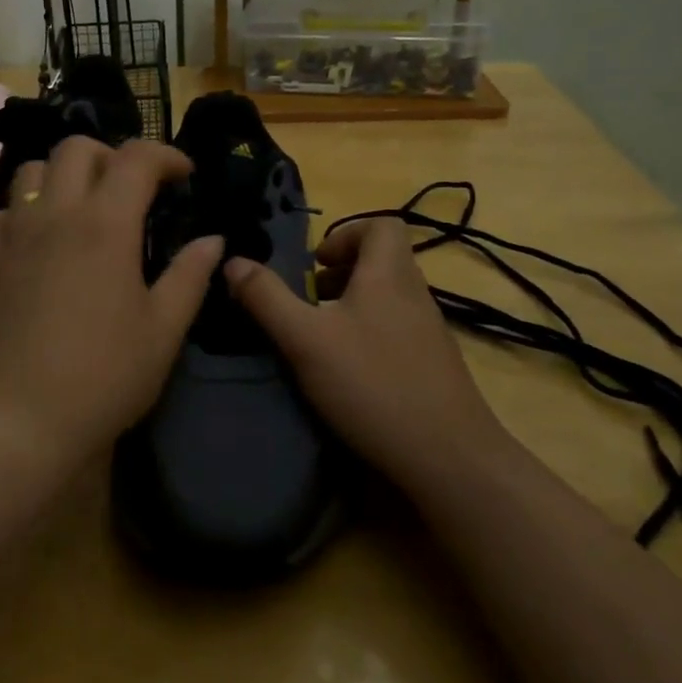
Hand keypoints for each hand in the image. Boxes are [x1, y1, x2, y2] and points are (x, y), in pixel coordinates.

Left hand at [0, 136, 222, 469]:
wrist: (18, 418)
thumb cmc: (103, 376)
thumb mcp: (163, 330)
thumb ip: (190, 276)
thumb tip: (212, 241)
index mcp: (106, 224)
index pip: (137, 158)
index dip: (166, 155)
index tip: (184, 176)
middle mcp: (55, 213)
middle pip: (77, 147)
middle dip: (110, 155)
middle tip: (129, 188)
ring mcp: (12, 234)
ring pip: (31, 170)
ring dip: (61, 176)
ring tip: (78, 208)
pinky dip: (18, 214)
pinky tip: (31, 242)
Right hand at [223, 217, 503, 481]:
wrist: (448, 458)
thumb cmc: (372, 385)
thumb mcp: (305, 339)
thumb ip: (266, 298)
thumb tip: (233, 261)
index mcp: (389, 275)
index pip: (383, 225)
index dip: (346, 233)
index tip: (315, 264)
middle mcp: (415, 295)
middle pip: (383, 260)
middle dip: (342, 272)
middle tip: (311, 300)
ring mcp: (429, 332)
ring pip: (389, 297)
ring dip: (353, 304)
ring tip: (321, 335)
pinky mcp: (434, 366)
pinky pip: (398, 329)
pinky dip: (369, 334)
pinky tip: (348, 372)